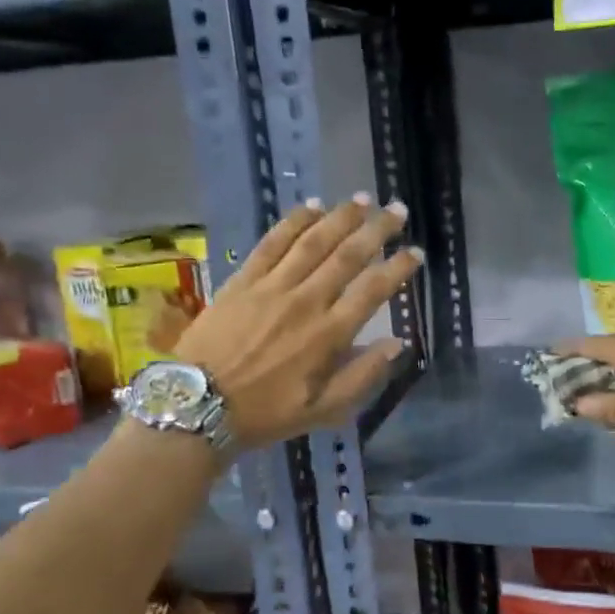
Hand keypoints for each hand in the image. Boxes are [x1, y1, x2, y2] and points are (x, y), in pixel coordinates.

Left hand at [172, 196, 422, 448]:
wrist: (199, 406)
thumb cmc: (265, 413)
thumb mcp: (322, 411)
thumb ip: (362, 377)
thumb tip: (396, 343)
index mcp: (328, 335)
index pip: (372, 291)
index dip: (398, 268)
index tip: (416, 252)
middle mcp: (306, 302)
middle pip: (347, 256)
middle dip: (377, 230)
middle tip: (397, 210)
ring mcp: (272, 287)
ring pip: (313, 242)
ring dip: (341, 217)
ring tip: (363, 200)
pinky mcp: (243, 280)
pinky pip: (272, 242)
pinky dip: (295, 221)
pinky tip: (312, 206)